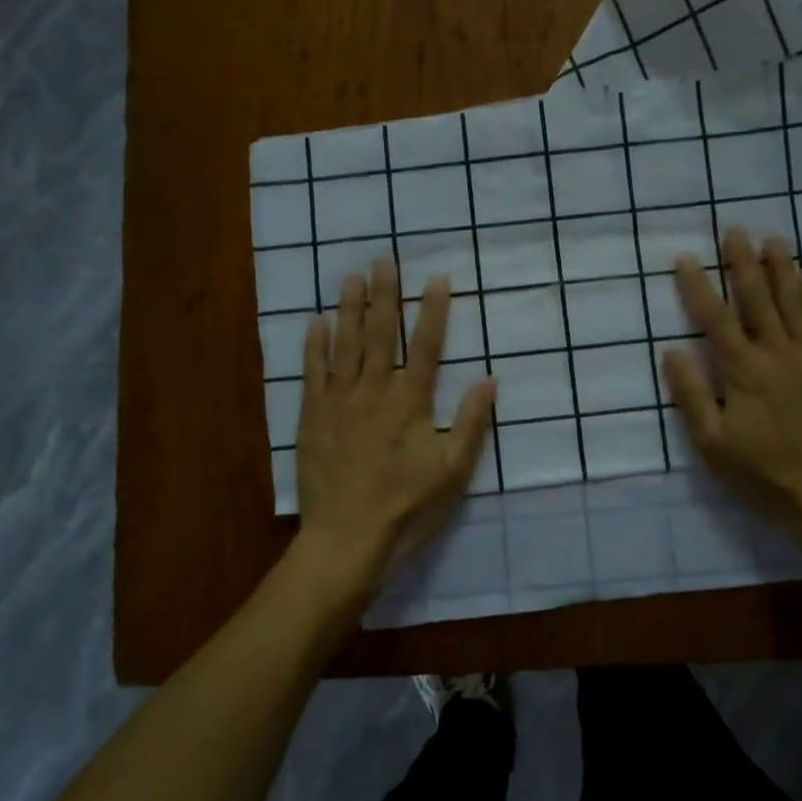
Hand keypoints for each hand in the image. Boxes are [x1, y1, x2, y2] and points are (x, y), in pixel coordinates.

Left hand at [290, 258, 495, 610]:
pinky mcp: (312, 417)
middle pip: (380, 334)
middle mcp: (373, 391)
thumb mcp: (452, 472)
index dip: (432, 310)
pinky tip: (317, 322)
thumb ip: (470, 423)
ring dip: (350, 308)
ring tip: (352, 276)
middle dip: (385, 295)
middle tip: (383, 260)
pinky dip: (315, 345)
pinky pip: (313, 372)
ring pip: (345, 345)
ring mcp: (339, 402)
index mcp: (410, 403)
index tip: (436, 278)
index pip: (425, 346)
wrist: (346, 540)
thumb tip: (489, 379)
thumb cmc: (406, 508)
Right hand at [662, 229, 801, 534]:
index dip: (698, 286)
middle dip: (743, 262)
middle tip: (735, 230)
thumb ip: (692, 395)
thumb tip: (673, 351)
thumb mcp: (712, 444)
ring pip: (795, 302)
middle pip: (758, 298)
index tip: (686, 257)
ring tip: (772, 240)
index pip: (715, 318)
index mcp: (743, 372)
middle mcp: (778, 354)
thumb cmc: (762, 473)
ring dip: (781, 268)